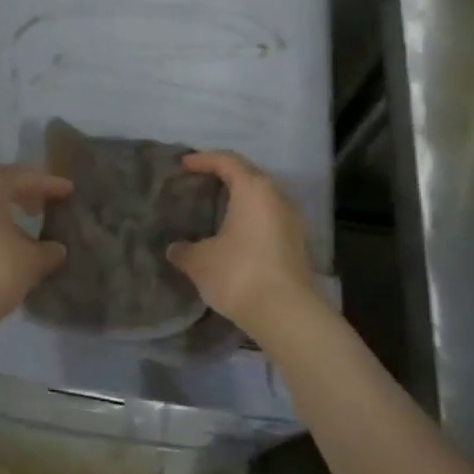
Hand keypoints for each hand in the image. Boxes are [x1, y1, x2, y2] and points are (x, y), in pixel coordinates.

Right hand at [166, 151, 316, 341]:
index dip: (203, 159)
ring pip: (263, 198)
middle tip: (200, 182)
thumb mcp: (200, 262)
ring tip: (217, 208)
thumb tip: (175, 249)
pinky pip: (270, 218)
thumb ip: (184, 250)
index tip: (184, 165)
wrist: (287, 314)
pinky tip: (236, 234)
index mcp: (253, 189)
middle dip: (224, 174)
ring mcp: (292, 221)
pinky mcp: (298, 244)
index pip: (227, 160)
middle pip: (249, 174)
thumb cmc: (239, 274)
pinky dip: (251, 218)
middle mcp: (277, 197)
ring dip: (241, 198)